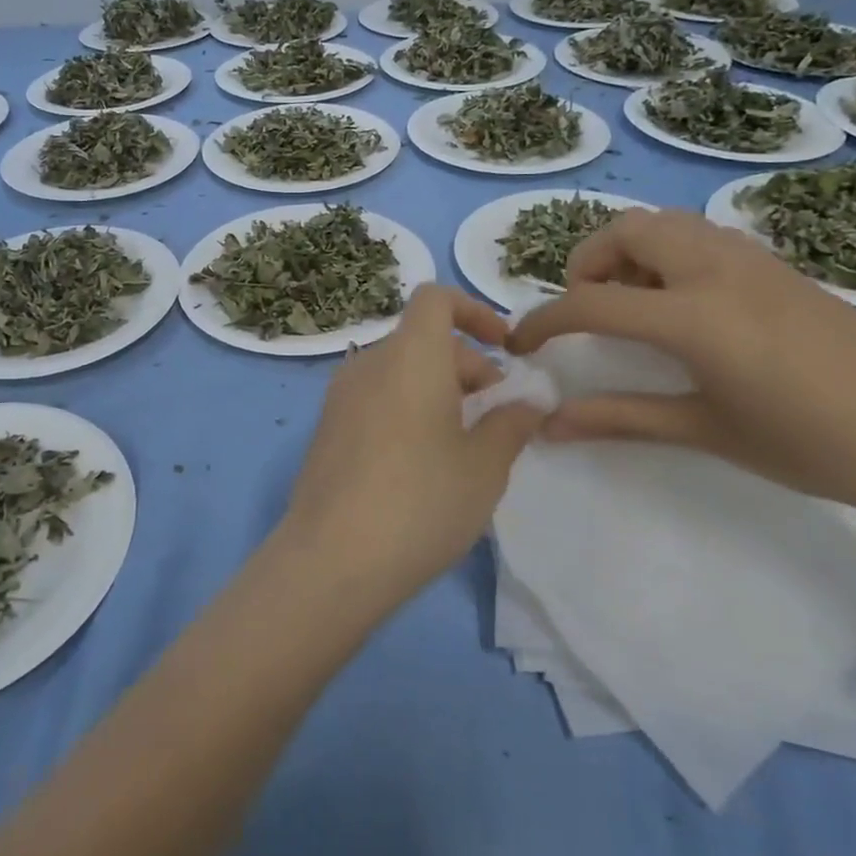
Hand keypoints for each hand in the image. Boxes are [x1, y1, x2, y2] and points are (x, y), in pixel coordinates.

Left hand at [281, 284, 544, 603]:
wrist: (332, 558)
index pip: (435, 298)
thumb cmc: (421, 501)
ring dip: (437, 390)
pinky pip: (376, 397)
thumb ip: (510, 423)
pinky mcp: (327, 428)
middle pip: (421, 340)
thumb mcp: (484, 466)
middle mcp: (369, 363)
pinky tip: (423, 462)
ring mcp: (340, 396)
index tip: (504, 348)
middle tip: (497, 414)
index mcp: (410, 355)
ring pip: (398, 371)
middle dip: (466, 365)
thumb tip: (528, 402)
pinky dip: (406, 407)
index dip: (474, 310)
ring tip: (465, 443)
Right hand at [508, 208, 855, 521]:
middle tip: (588, 311)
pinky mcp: (775, 264)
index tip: (521, 343)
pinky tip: (684, 306)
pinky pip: (698, 235)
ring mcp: (749, 258)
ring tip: (633, 306)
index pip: (591, 302)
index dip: (545, 321)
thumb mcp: (708, 431)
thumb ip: (621, 418)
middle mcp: (714, 268)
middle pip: (623, 232)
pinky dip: (666, 253)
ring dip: (628, 252)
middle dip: (587, 264)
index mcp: (694, 314)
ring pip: (664, 224)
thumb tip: (550, 427)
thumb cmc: (817, 443)